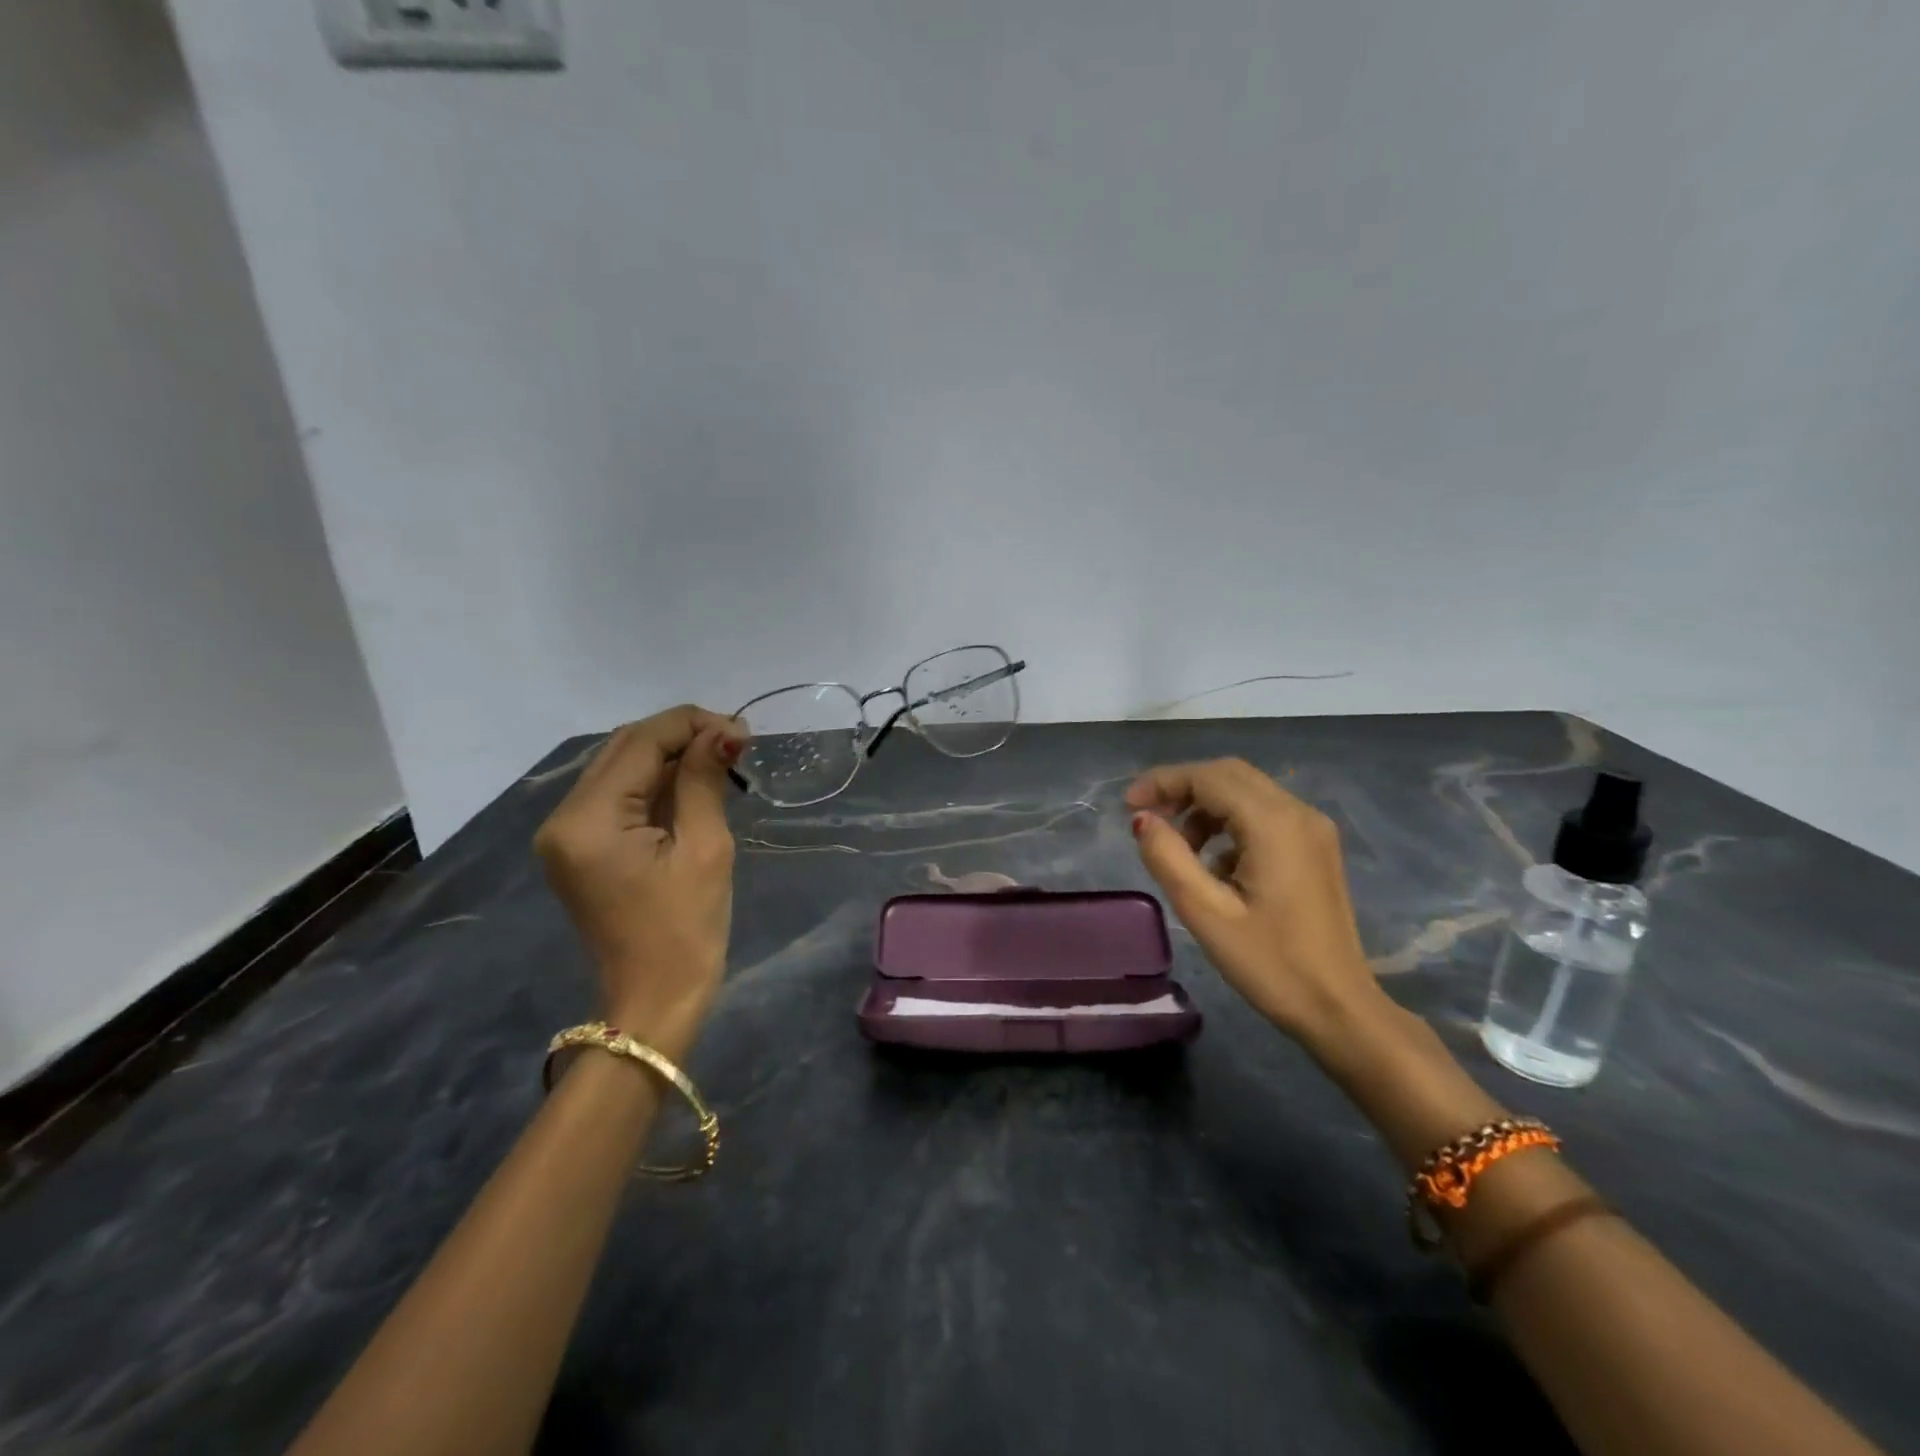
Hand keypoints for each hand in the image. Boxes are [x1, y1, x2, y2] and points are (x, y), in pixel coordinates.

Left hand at [533, 705, 744, 1047]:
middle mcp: (563, 817)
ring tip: (722, 758)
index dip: (692, 724)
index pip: (640, 742)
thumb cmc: (686, 931)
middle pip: (624, 748)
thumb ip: (704, 780)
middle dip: (681, 735)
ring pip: (620, 767)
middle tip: (736, 742)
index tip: (742, 731)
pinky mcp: (578, 846)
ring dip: (670, 755)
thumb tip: (724, 731)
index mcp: (588, 820)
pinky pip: (618, 795)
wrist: (655, 1002)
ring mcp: (565, 833)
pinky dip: (656, 782)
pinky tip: (693, 782)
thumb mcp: (705, 848)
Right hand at [1127, 758, 1386, 1052]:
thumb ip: (1168, 858)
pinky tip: (1214, 864)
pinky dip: (1229, 823)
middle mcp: (1298, 813)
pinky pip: (1263, 814)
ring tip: (1178, 848)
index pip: (1209, 777)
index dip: (1163, 782)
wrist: (1340, 1010)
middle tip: (1146, 817)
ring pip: (1246, 792)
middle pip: (1229, 775)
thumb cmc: (1271, 965)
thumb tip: (1142, 820)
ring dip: (1205, 807)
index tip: (1127, 806)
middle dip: (1182, 788)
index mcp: (1274, 824)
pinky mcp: (1316, 848)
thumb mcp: (1206, 914)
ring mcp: (1313, 829)